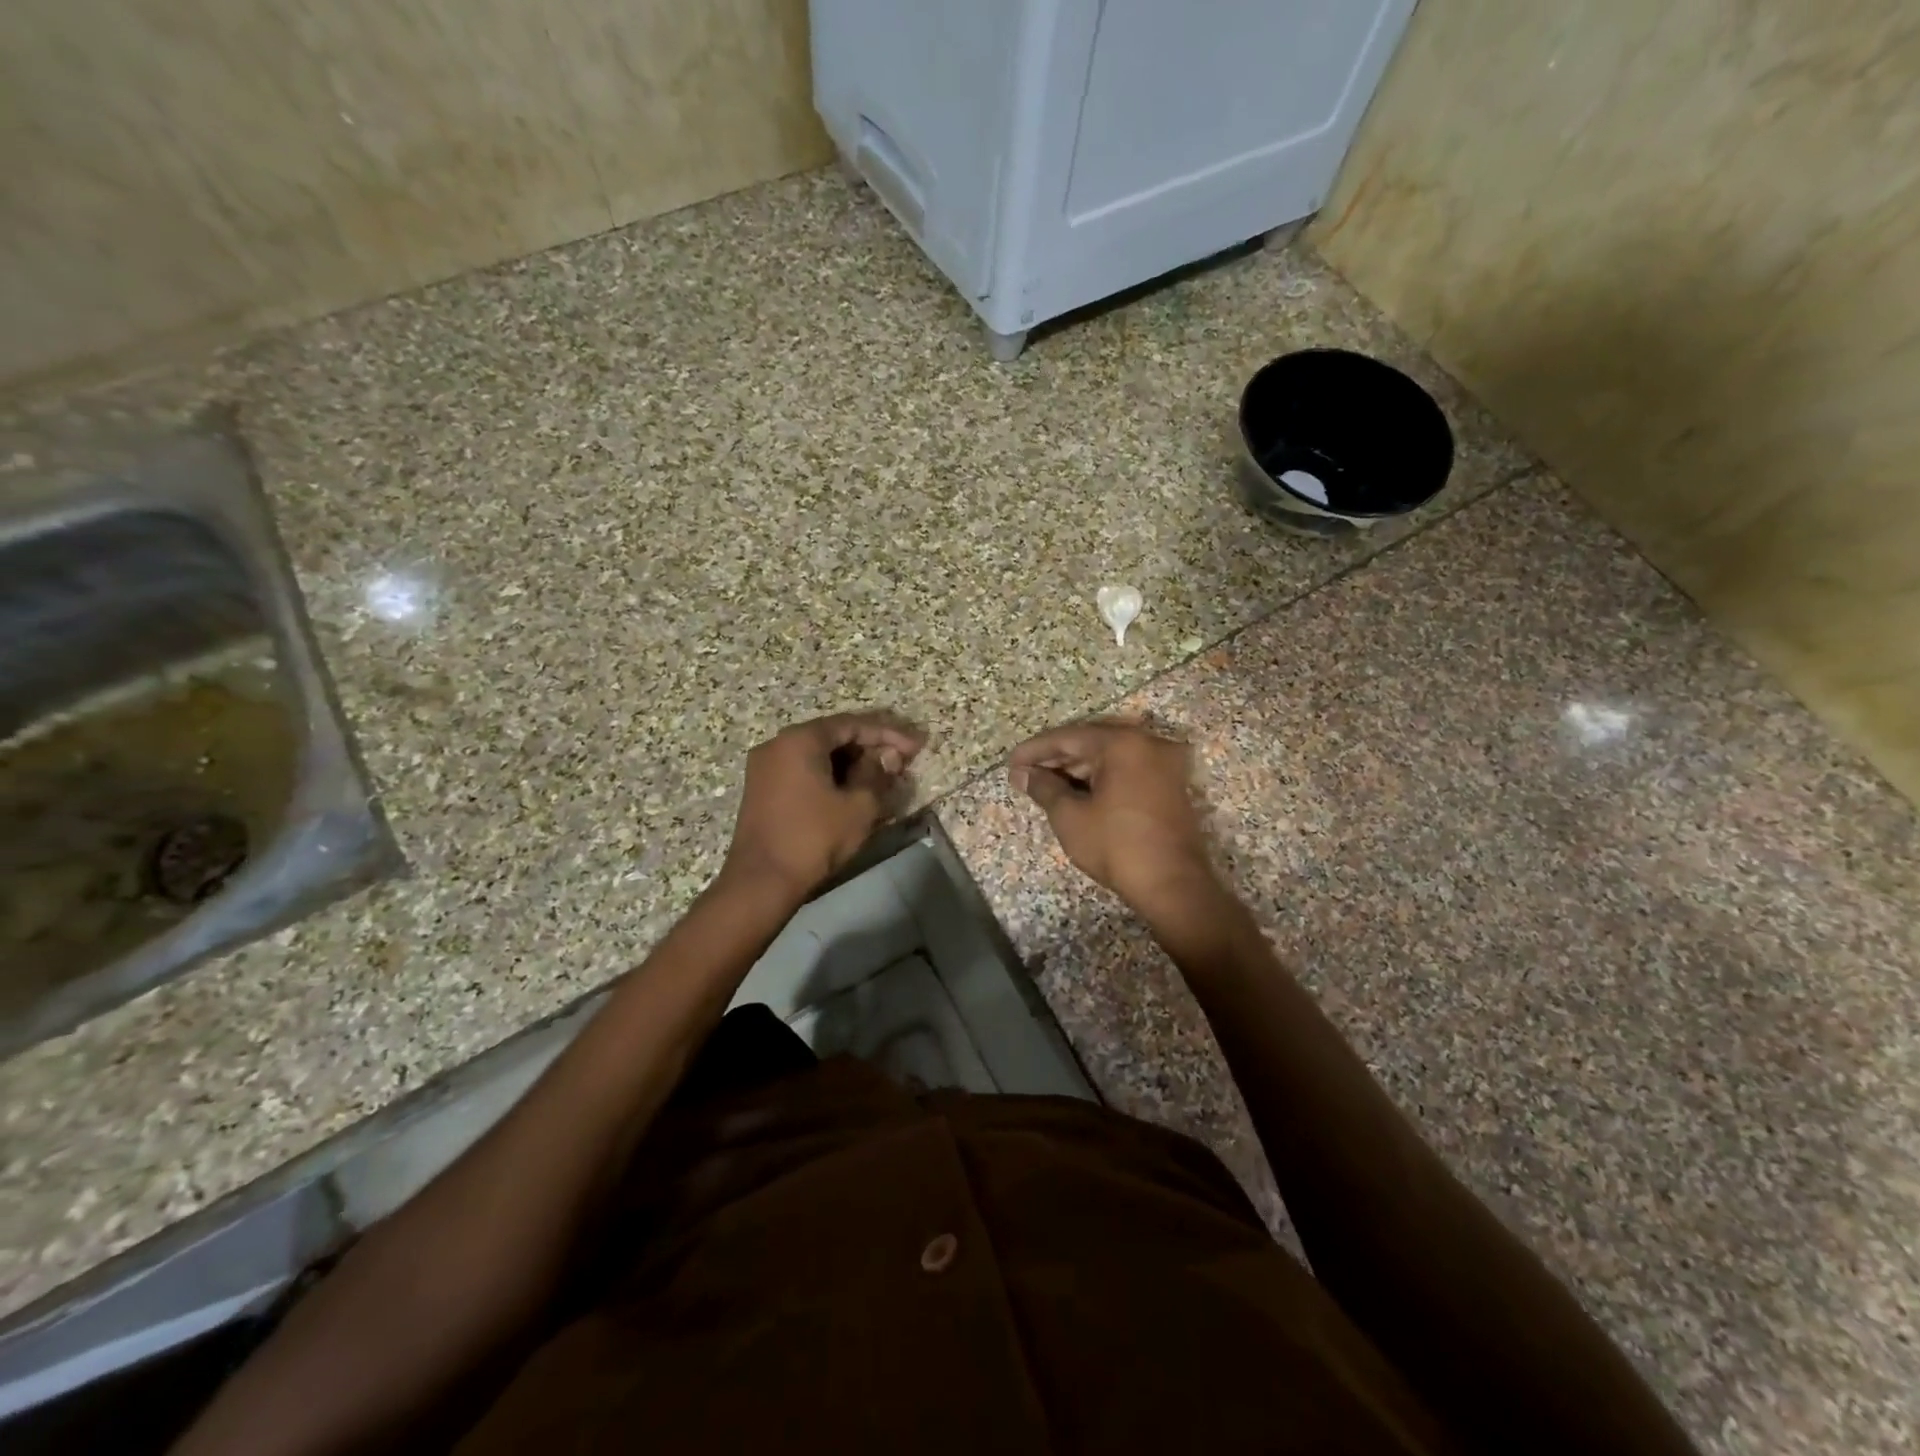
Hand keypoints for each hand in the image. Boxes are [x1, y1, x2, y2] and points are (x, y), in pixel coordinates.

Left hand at [720, 712, 924, 905]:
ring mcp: (766, 766)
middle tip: (900, 758)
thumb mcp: (859, 806)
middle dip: (869, 746)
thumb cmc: (814, 839)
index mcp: (800, 740)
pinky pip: (803, 769)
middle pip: (832, 735)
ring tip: (882, 775)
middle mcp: (778, 744)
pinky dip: (830, 774)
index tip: (915, 746)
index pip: (852, 724)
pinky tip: (852, 788)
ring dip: (850, 761)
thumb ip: (877, 774)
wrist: (761, 881)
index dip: (888, 733)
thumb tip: (886, 757)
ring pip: (817, 753)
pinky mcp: (763, 788)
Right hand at [1009, 719, 1222, 913]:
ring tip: (1047, 786)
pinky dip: (1102, 777)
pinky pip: (1128, 770)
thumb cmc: (1117, 847)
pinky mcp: (1171, 785)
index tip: (1011, 763)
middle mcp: (1148, 743)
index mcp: (1123, 743)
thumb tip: (1023, 774)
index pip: (1069, 737)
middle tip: (1026, 775)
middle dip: (1056, 758)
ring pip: (1111, 756)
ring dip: (1078, 769)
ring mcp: (1164, 764)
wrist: (1174, 886)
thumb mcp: (1070, 817)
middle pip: (1092, 742)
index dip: (1036, 750)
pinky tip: (1078, 793)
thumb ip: (1044, 788)